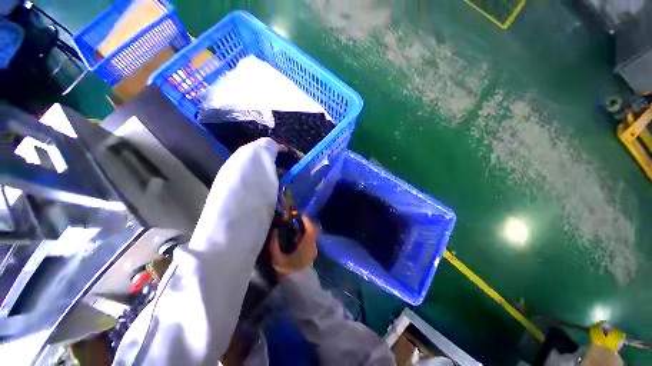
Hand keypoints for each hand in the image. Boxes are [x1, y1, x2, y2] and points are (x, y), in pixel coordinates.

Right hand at [269, 216, 317, 278]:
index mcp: (306, 246)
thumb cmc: (287, 272)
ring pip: (311, 235)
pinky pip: (310, 240)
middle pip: (312, 230)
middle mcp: (312, 246)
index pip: (310, 229)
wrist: (297, 288)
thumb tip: (274, 230)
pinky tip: (296, 236)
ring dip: (304, 229)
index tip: (299, 214)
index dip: (306, 220)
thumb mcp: (277, 258)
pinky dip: (304, 235)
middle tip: (295, 218)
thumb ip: (274, 243)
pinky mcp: (312, 253)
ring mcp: (313, 250)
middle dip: (305, 223)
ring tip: (294, 225)